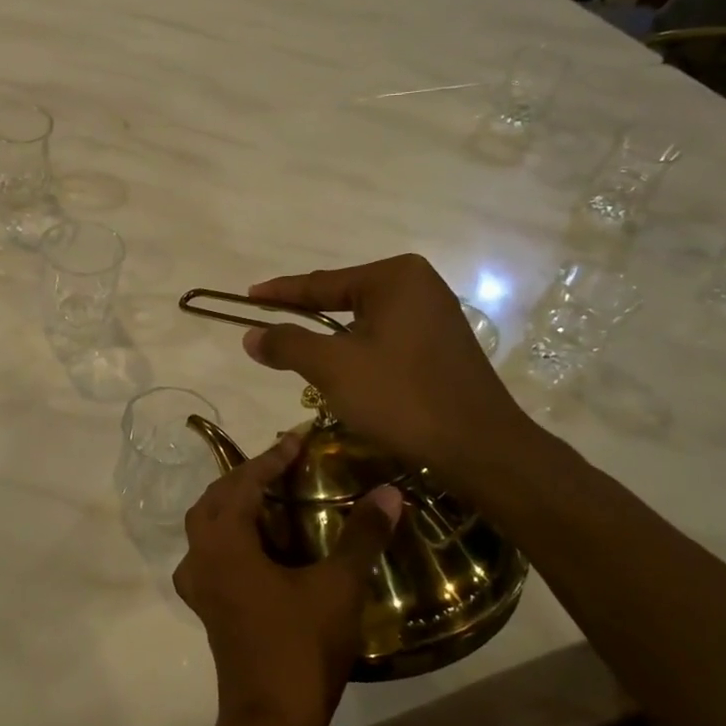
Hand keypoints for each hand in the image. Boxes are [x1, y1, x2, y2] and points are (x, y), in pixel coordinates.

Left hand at [173, 432, 401, 725]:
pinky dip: (232, 534)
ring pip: (207, 526)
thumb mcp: (337, 587)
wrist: (271, 719)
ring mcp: (198, 584)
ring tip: (272, 495)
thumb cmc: (301, 647)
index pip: (244, 483)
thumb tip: (390, 492)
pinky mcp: (207, 605)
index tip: (298, 439)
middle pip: (216, 499)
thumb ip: (362, 536)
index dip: (271, 458)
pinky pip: (211, 552)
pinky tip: (260, 544)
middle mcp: (200, 556)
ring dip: (234, 504)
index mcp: (224, 543)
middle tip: (284, 464)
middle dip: (247, 476)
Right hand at [242, 254, 535, 489]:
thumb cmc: (402, 398)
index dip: (280, 293)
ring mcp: (435, 315)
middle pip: (343, 298)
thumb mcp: (334, 368)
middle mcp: (419, 286)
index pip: (321, 283)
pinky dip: (358, 351)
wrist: (479, 447)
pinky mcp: (442, 345)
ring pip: (364, 322)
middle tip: (268, 327)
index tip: (246, 298)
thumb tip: (251, 335)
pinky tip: (343, 371)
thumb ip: (288, 344)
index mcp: (394, 278)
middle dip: (305, 316)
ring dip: (331, 339)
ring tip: (297, 352)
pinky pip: (386, 339)